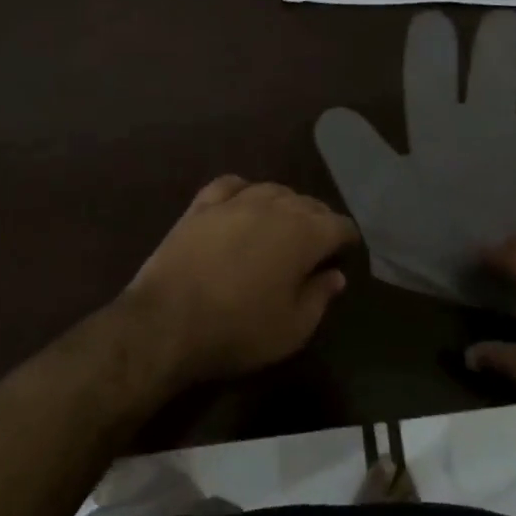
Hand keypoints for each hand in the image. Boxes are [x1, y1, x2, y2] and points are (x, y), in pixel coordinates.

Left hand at [122, 176, 356, 386]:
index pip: (339, 225)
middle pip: (308, 203)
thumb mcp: (292, 328)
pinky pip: (230, 185)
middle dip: (319, 220)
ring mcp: (234, 202)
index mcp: (304, 234)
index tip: (347, 252)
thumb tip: (335, 275)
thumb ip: (319, 297)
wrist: (167, 322)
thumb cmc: (238, 329)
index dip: (347, 238)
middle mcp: (274, 207)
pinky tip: (243, 201)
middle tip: (318, 243)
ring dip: (285, 204)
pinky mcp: (201, 206)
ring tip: (284, 222)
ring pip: (272, 190)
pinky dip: (244, 190)